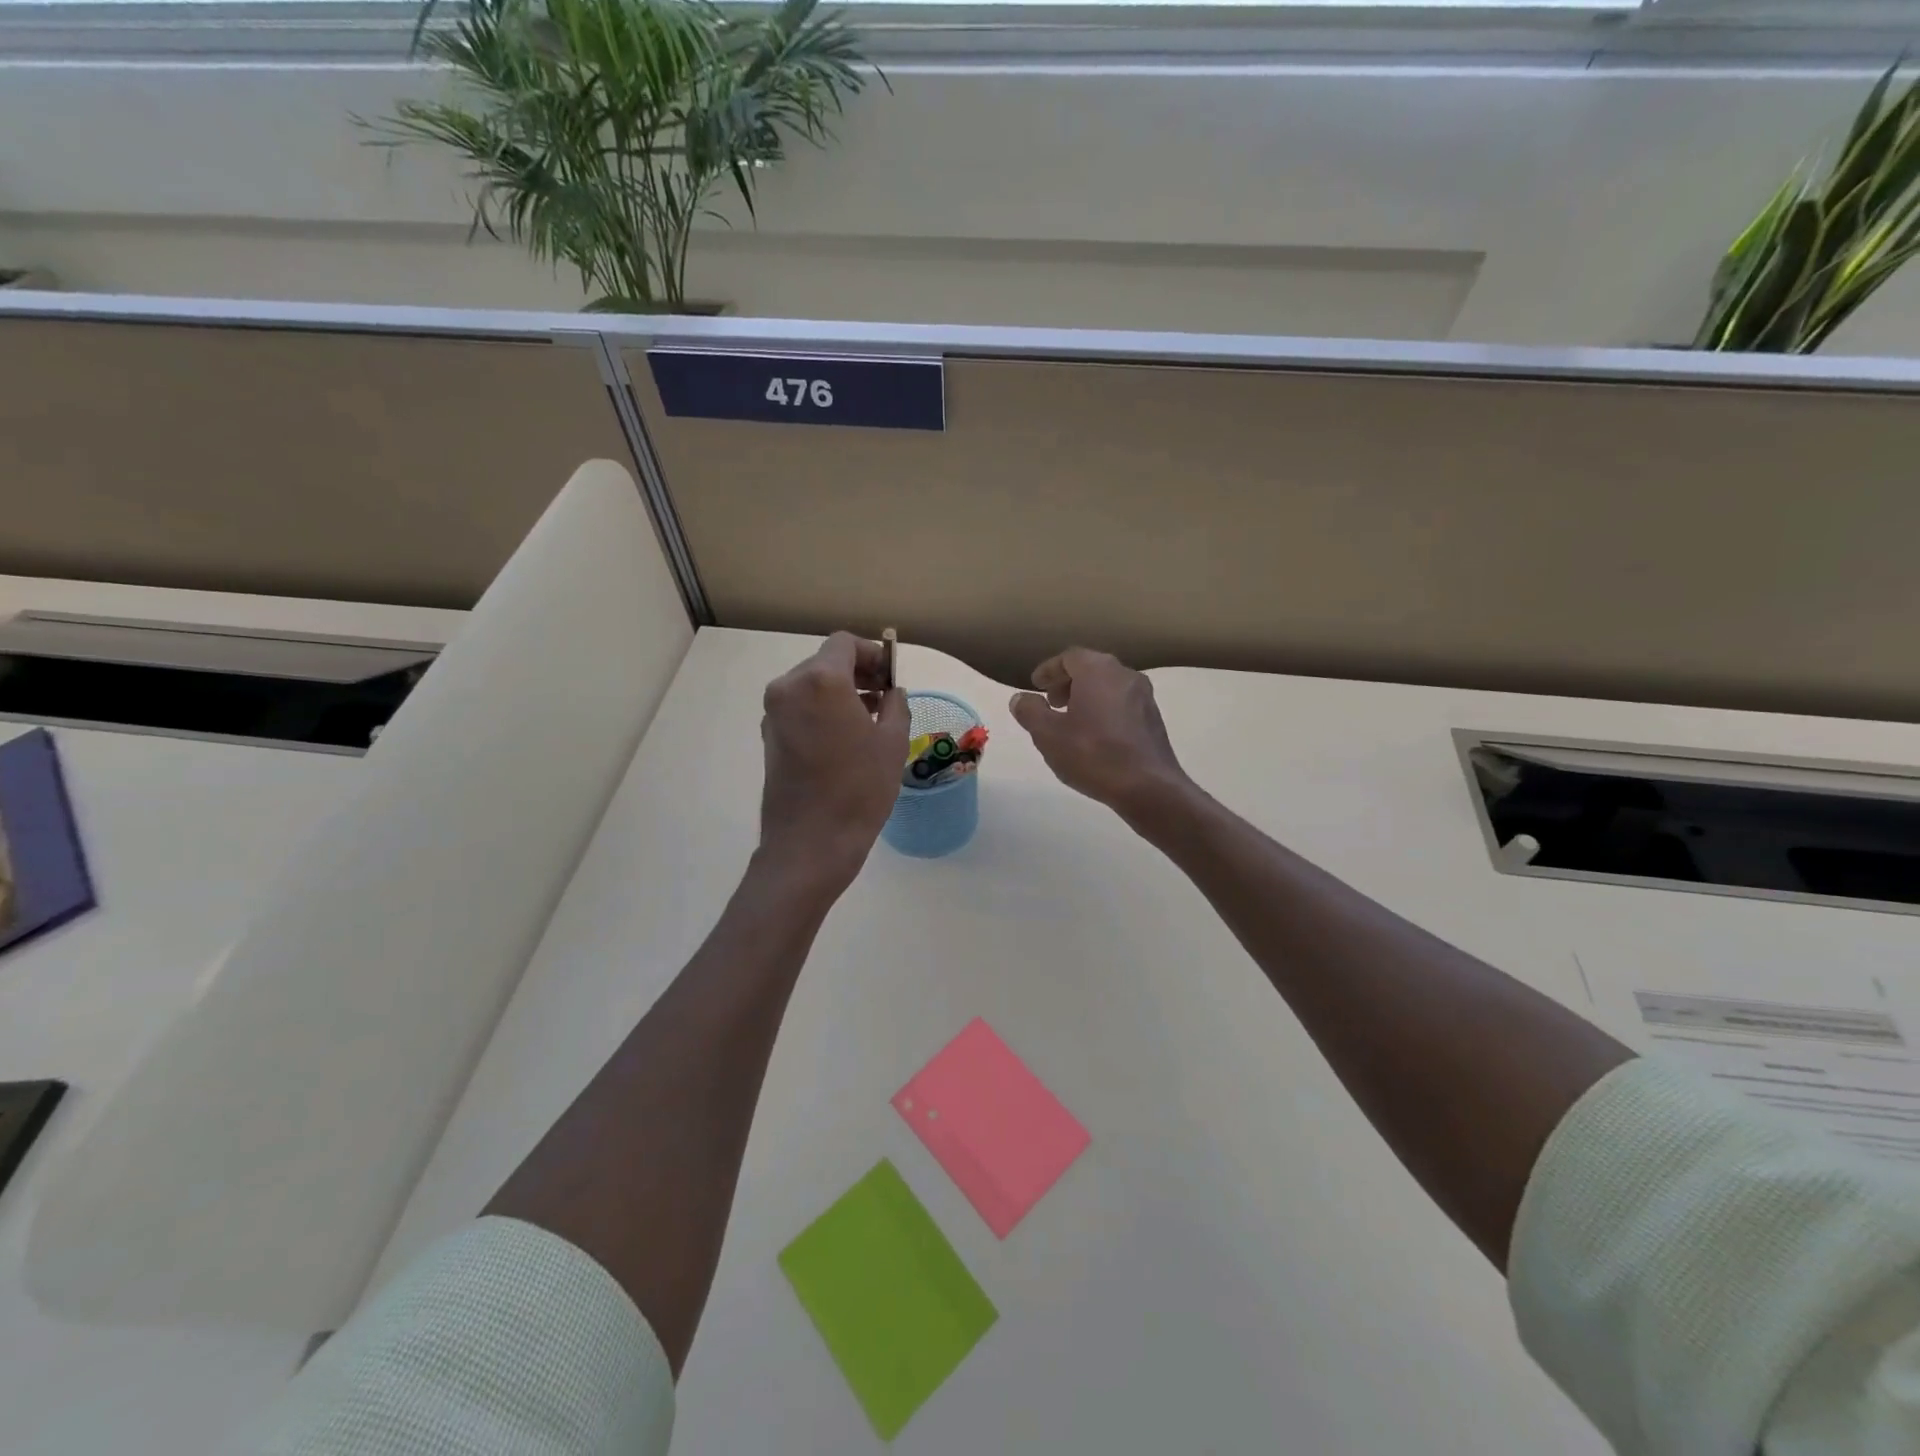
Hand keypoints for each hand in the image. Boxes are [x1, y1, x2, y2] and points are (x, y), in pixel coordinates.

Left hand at [759, 632, 908, 887]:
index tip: (891, 676)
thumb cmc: (859, 788)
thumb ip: (895, 705)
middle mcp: (789, 687)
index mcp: (820, 680)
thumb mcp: (892, 742)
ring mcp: (774, 712)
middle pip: (826, 662)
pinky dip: (822, 710)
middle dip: (857, 673)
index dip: (872, 653)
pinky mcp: (769, 736)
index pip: (845, 644)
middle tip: (885, 697)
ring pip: (812, 685)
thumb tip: (891, 693)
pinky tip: (846, 737)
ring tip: (870, 719)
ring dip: (840, 692)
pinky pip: (800, 707)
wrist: (811, 842)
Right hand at [1009, 648, 1191, 818]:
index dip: (1049, 670)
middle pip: (1091, 668)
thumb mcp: (1048, 735)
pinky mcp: (1154, 719)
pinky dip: (1104, 710)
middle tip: (1051, 702)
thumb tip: (1020, 698)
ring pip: (1108, 686)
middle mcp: (1125, 675)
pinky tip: (1095, 737)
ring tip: (1070, 722)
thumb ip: (1030, 711)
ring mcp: (1144, 697)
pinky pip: (1122, 704)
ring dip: (1086, 697)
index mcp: (1098, 670)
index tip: (1036, 686)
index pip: (1069, 657)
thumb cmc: (1093, 755)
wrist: (1149, 788)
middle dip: (1067, 683)